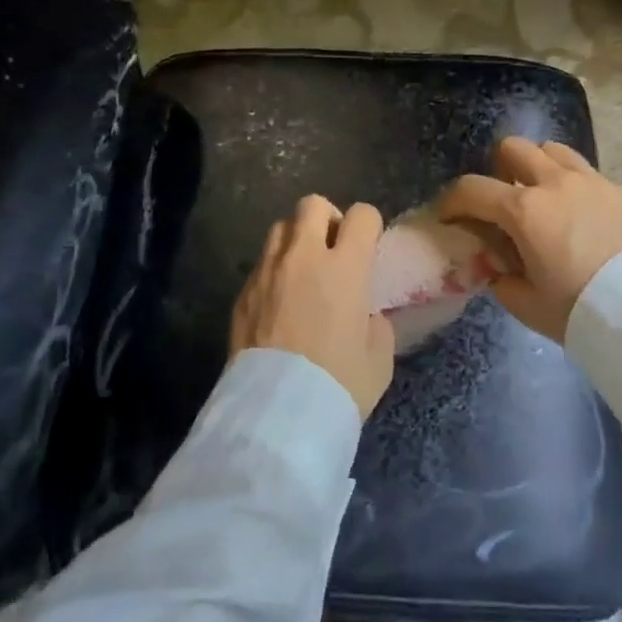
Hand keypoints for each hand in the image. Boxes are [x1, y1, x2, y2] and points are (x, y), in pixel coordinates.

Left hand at [231, 196, 395, 416]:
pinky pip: (261, 264)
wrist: (277, 417)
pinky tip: (279, 303)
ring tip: (302, 272)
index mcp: (345, 267)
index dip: (369, 225)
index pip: (361, 215)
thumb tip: (365, 315)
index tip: (368, 246)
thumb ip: (376, 323)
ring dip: (295, 240)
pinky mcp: (242, 293)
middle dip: (327, 219)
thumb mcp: (379, 358)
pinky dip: (274, 271)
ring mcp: (268, 271)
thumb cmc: (338, 385)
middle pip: (312, 204)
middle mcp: (304, 257)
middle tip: (333, 250)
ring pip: (280, 227)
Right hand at [437, 138, 621, 342]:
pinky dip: (577, 189)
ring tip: (546, 199)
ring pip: (554, 150)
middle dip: (500, 169)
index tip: (448, 216)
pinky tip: (586, 219)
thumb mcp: (528, 305)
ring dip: (541, 168)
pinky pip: (590, 175)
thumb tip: (499, 266)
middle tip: (504, 200)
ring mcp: (592, 182)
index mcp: (524, 210)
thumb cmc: (580, 311)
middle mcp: (555, 183)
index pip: (472, 190)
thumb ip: (503, 279)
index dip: (452, 201)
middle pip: (514, 148)